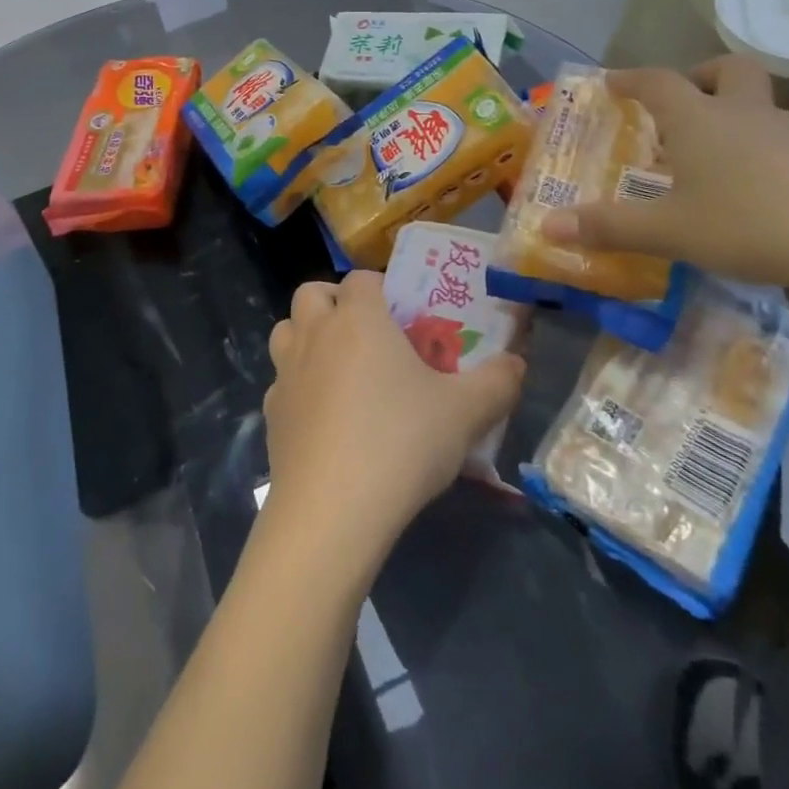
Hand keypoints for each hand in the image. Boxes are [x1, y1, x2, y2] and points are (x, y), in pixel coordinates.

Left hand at [264, 270, 524, 567]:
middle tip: (367, 334)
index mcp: (358, 318)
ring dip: (307, 337)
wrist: (332, 509)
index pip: (361, 278)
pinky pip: (281, 382)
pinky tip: (324, 419)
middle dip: (334, 302)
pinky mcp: (271, 413)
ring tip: (339, 369)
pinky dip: (298, 386)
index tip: (403, 315)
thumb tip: (517, 363)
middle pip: (312, 293)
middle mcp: (315, 333)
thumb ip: (497, 382)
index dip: (380, 288)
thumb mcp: (465, 413)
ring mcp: (286, 373)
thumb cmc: (401, 442)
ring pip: (286, 331)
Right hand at [542, 56, 788, 298]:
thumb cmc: (751, 222)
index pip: (657, 82)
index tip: (611, 82)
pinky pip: (785, 142)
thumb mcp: (669, 231)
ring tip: (713, 160)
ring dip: (733, 118)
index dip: (631, 79)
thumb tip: (546, 227)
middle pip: (728, 71)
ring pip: (759, 108)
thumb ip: (608, 228)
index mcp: (699, 120)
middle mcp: (745, 115)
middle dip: (700, 77)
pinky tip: (758, 194)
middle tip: (682, 104)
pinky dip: (763, 153)